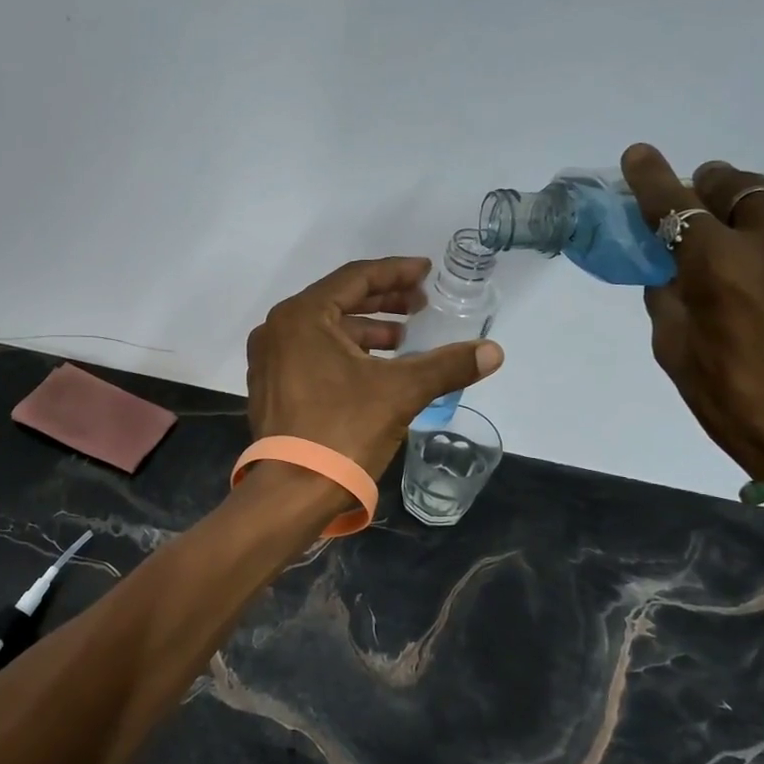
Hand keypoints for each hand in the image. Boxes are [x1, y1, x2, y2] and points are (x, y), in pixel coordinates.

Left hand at [247, 257, 503, 477]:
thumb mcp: (401, 392)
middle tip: (420, 306)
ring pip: (325, 331)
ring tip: (403, 340)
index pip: (356, 278)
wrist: (294, 491)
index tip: (426, 272)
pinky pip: (312, 353)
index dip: (396, 272)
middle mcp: (277, 329)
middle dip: (383, 302)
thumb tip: (494, 352)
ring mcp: (269, 360)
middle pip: (338, 301)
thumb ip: (447, 365)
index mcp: (301, 316)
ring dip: (365, 330)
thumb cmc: (343, 430)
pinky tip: (374, 368)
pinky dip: (344, 353)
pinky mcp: (270, 387)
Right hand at [622, 145, 763, 567]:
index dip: (652, 178)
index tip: (641, 155)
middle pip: (739, 187)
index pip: (674, 205)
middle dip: (714, 191)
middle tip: (709, 205)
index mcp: (719, 268)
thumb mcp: (675, 353)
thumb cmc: (739, 403)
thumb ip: (667, 296)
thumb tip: (669, 262)